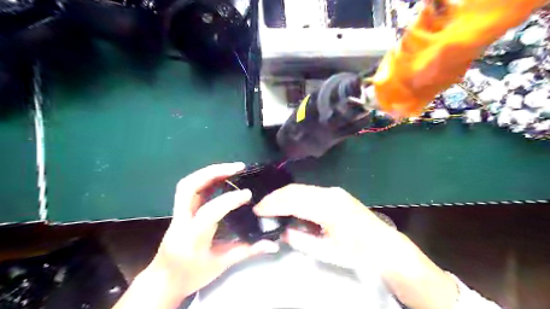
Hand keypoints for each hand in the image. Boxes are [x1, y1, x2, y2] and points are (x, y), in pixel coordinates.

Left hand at [150, 164, 279, 298]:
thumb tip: (273, 244)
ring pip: (188, 184)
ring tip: (232, 169)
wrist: (163, 281)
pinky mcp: (180, 210)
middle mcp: (181, 221)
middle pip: (189, 187)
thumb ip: (248, 251)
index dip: (230, 199)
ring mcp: (178, 214)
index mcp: (192, 237)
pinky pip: (191, 188)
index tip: (248, 194)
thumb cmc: (192, 275)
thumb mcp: (222, 264)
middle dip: (213, 172)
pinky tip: (222, 178)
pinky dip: (207, 179)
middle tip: (237, 168)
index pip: (210, 212)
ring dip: (209, 172)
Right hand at [253, 184, 395, 268]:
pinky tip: (289, 204)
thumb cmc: (357, 253)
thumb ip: (301, 239)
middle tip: (260, 206)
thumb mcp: (326, 251)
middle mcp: (329, 193)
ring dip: (284, 195)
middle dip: (275, 197)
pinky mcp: (336, 193)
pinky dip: (295, 196)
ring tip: (271, 205)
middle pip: (295, 190)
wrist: (384, 247)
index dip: (273, 204)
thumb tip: (283, 231)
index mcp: (327, 208)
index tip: (257, 209)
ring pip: (301, 188)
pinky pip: (310, 191)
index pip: (292, 201)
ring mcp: (334, 191)